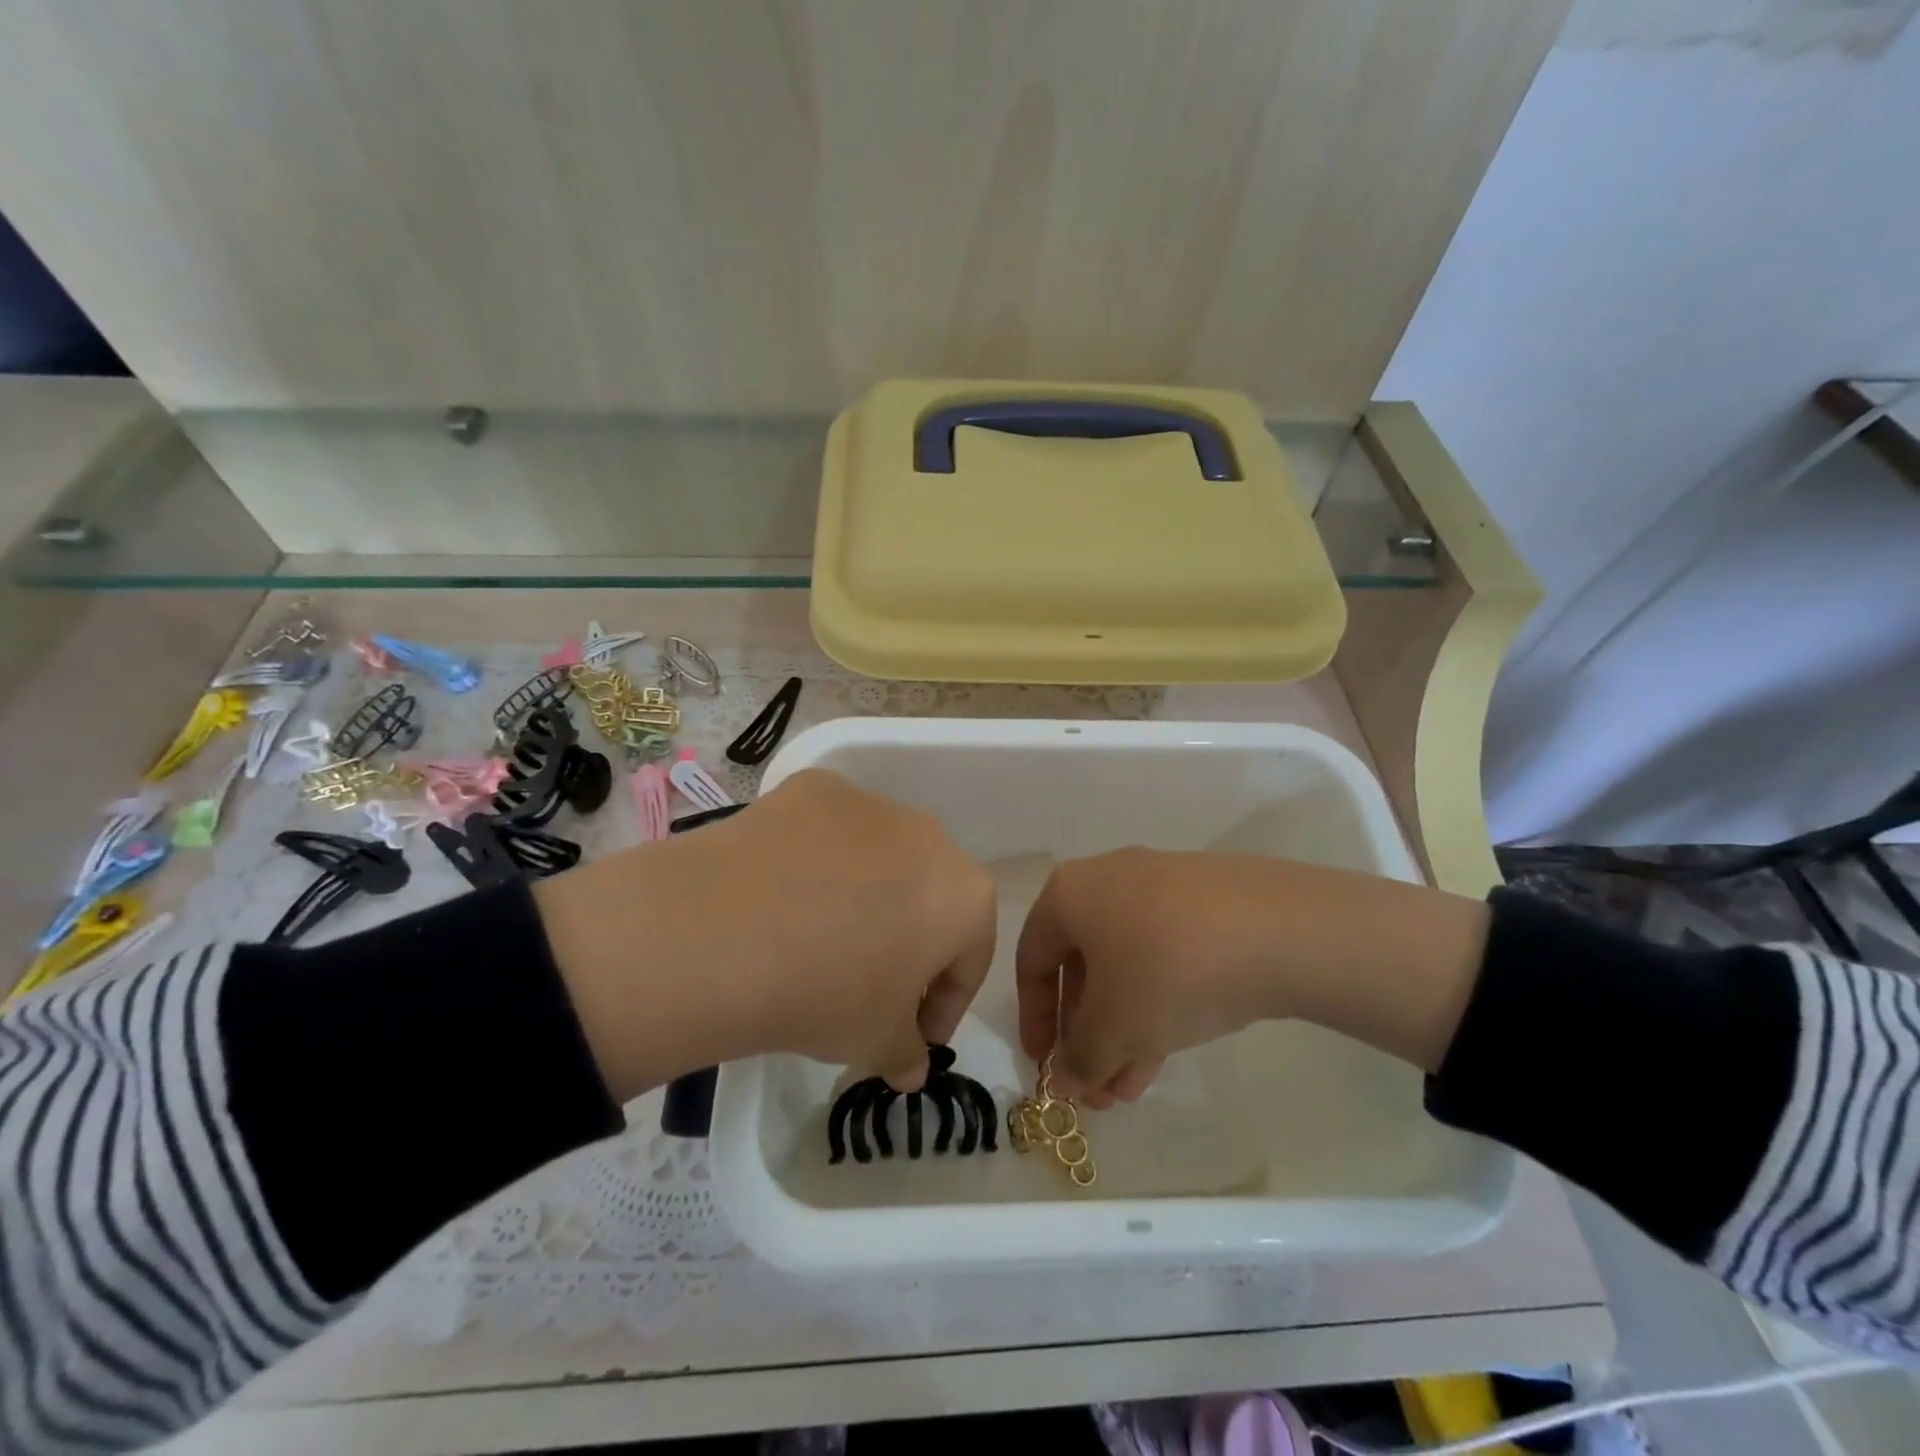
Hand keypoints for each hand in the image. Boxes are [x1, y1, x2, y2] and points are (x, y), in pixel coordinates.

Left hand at [537, 769, 995, 1099]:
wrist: (722, 935)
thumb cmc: (824, 993)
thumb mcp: (875, 1043)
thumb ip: (906, 1052)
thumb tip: (910, 1065)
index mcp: (964, 895)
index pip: (970, 957)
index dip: (945, 1004)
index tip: (914, 1035)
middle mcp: (929, 835)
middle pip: (929, 897)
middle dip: (910, 944)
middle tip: (872, 987)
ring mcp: (869, 803)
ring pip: (881, 858)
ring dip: (867, 896)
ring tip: (819, 936)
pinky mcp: (814, 787)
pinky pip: (830, 832)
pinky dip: (818, 860)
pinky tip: (782, 893)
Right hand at [1015, 849, 1490, 1105]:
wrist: (1279, 929)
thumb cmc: (1167, 970)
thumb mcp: (1114, 1027)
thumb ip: (1080, 1058)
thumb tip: (1066, 1081)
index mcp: (1069, 894)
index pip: (1032, 960)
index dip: (1034, 1018)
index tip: (1046, 1066)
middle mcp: (1109, 880)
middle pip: (1082, 966)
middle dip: (1087, 1034)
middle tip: (1097, 1087)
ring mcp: (1162, 886)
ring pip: (1127, 965)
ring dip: (1123, 1028)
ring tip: (1132, 1089)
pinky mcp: (1206, 900)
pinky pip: (1165, 954)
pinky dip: (1158, 1002)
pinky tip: (1171, 1047)